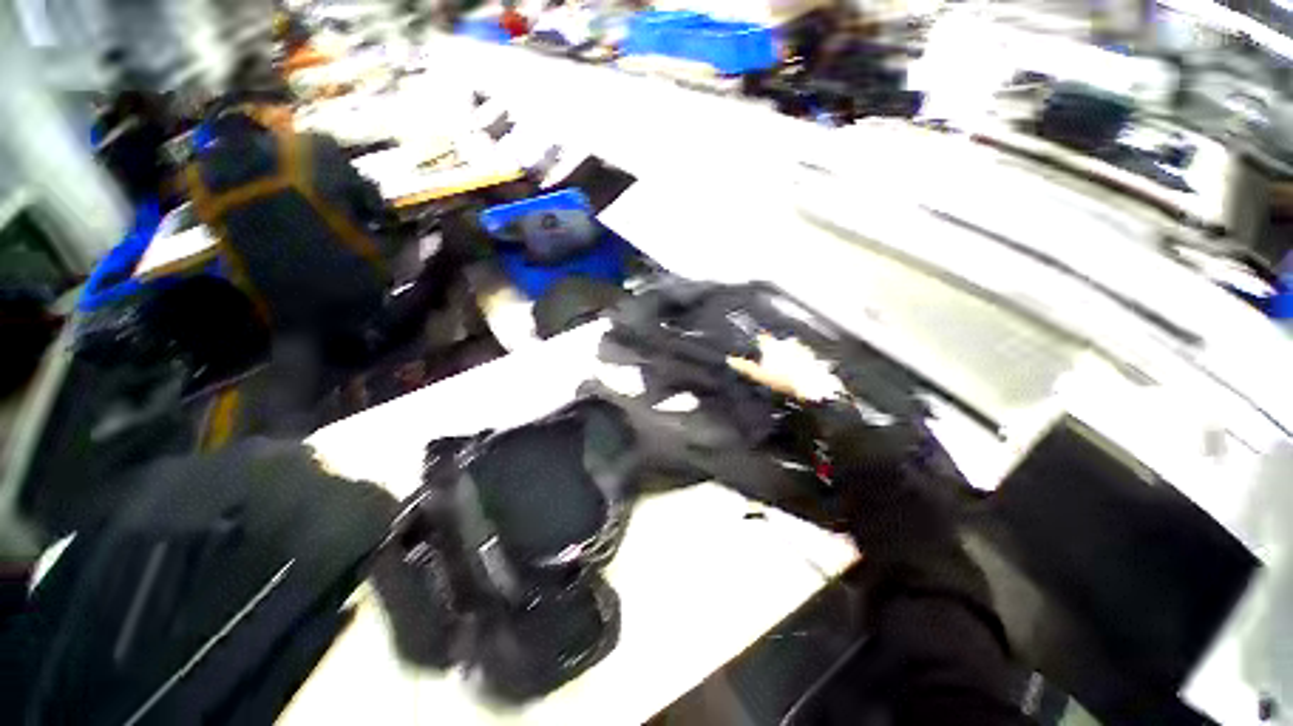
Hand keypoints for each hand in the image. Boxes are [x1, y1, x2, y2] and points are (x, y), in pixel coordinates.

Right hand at [726, 334, 844, 401]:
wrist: (811, 385)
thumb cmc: (783, 379)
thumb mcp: (759, 375)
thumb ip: (744, 367)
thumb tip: (730, 359)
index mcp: (772, 345)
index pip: (763, 337)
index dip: (759, 339)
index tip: (757, 340)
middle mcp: (786, 343)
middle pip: (777, 343)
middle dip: (774, 348)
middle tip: (770, 359)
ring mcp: (800, 348)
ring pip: (790, 348)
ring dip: (787, 354)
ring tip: (784, 366)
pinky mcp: (811, 356)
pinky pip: (802, 355)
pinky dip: (798, 360)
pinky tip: (797, 370)